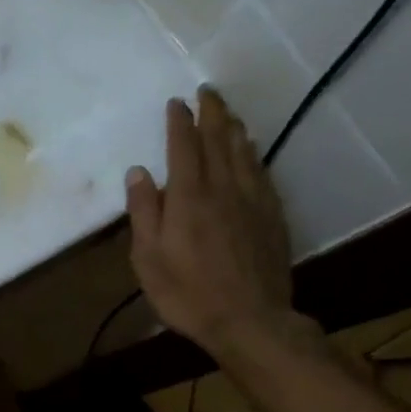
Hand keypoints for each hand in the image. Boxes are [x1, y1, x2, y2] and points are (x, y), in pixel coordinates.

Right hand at [125, 88, 301, 359]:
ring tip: (227, 113)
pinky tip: (250, 150)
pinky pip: (261, 172)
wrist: (249, 320)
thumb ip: (143, 212)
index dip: (179, 123)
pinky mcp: (272, 216)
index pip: (183, 148)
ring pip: (244, 152)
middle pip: (219, 141)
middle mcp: (223, 189)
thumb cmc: (187, 293)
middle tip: (208, 92)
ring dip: (234, 128)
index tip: (176, 103)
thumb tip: (138, 172)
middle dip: (212, 114)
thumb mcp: (148, 258)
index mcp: (188, 198)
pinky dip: (253, 153)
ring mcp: (252, 201)